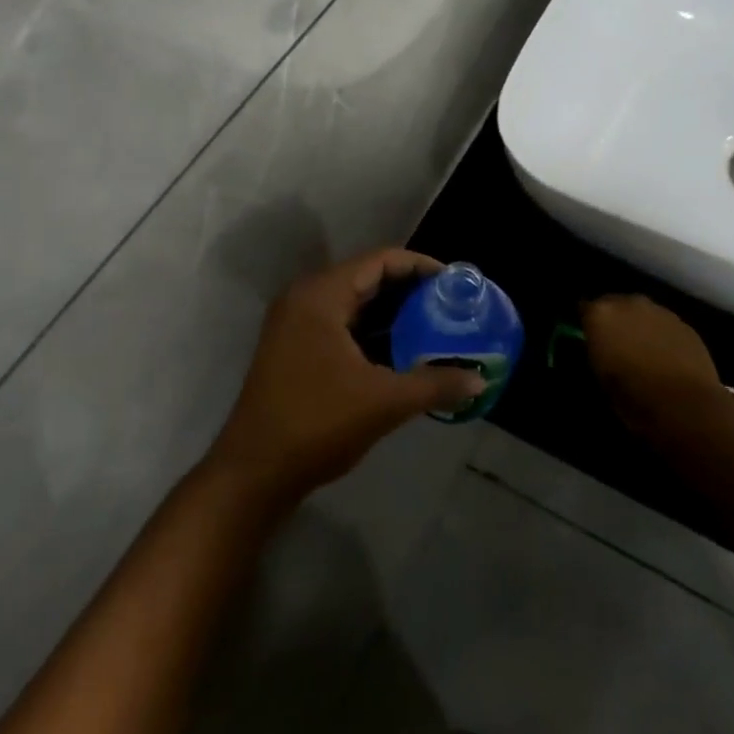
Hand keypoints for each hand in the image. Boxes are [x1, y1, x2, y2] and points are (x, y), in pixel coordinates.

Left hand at [206, 249, 486, 507]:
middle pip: (366, 277)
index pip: (379, 261)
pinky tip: (401, 351)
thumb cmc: (317, 423)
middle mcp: (305, 298)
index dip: (419, 266)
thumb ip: (435, 385)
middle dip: (409, 290)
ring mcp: (295, 323)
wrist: (253, 472)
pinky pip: (340, 324)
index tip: (454, 283)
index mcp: (321, 295)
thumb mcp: (383, 402)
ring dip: (391, 312)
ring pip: (353, 303)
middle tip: (450, 305)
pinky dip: (371, 331)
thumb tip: (480, 381)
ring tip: (434, 325)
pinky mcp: (294, 347)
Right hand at [581, 294, 733, 444]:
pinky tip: (666, 356)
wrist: (686, 406)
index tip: (589, 338)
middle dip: (614, 320)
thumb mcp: (600, 376)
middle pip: (615, 304)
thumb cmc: (633, 396)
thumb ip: (596, 351)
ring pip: (642, 313)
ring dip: (639, 325)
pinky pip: (665, 325)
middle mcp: (629, 303)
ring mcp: (660, 311)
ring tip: (643, 351)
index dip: (587, 324)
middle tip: (616, 344)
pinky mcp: (685, 324)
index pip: (584, 308)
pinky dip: (662, 335)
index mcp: (601, 314)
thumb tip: (599, 346)